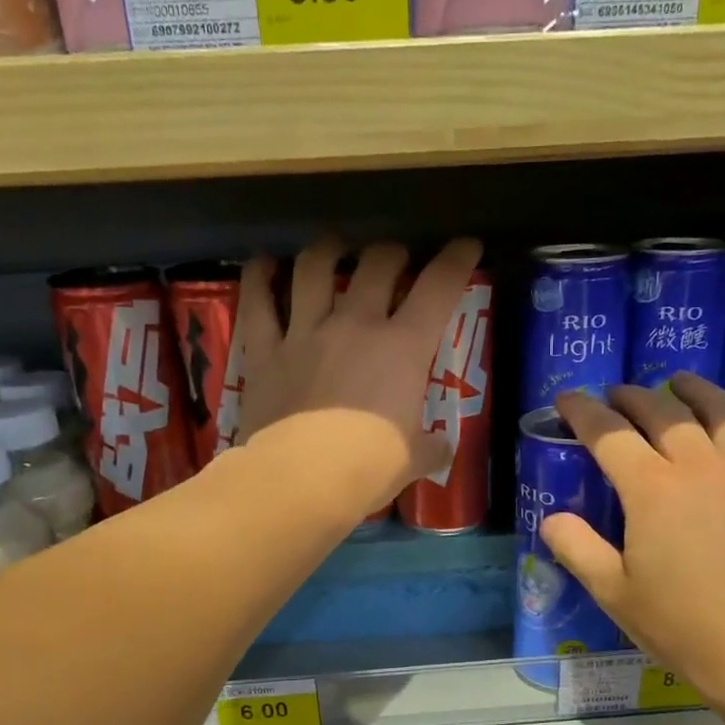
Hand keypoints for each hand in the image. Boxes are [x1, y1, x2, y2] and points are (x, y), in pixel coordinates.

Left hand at [236, 235, 483, 511]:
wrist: (302, 479)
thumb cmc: (368, 468)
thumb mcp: (413, 460)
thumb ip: (430, 448)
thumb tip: (442, 449)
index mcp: (403, 348)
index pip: (439, 287)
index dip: (457, 260)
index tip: (466, 246)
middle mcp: (356, 325)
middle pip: (377, 264)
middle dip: (391, 253)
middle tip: (394, 260)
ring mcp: (306, 332)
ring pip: (315, 268)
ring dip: (328, 249)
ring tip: (334, 248)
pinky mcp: (265, 350)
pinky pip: (258, 302)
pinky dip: (259, 278)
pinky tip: (264, 265)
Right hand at [541, 374, 724, 711]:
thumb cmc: (680, 624)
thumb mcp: (613, 592)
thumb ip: (577, 548)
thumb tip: (551, 519)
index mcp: (652, 490)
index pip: (609, 434)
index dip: (583, 412)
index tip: (568, 399)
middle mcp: (699, 466)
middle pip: (662, 412)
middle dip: (632, 397)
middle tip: (616, 395)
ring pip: (720, 410)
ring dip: (693, 390)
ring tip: (679, 383)